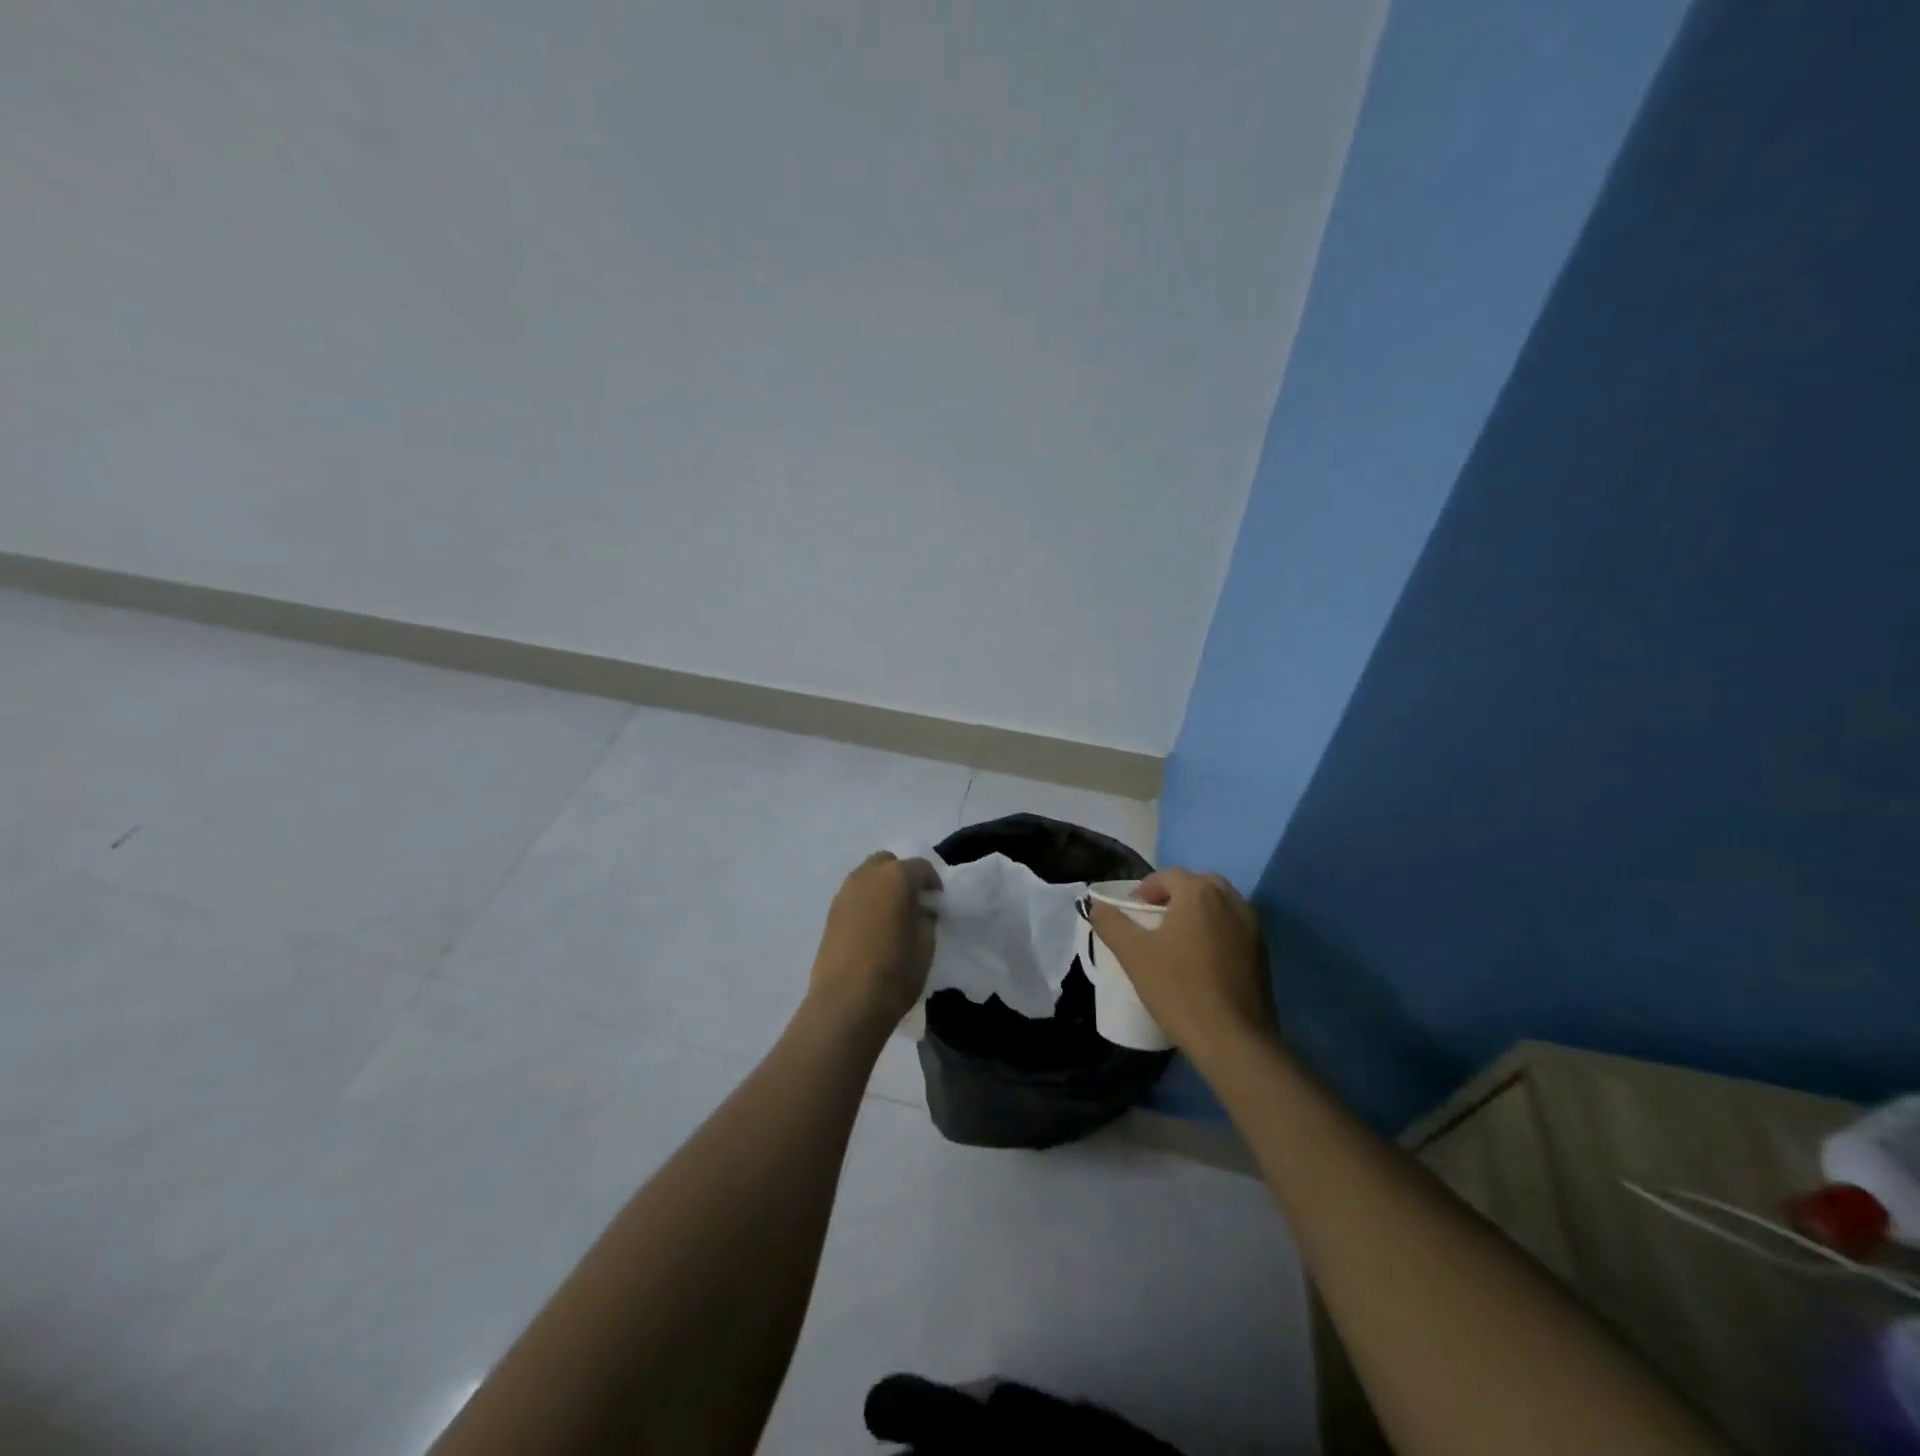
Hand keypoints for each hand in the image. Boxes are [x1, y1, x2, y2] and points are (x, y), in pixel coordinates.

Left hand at [807, 851, 941, 1030]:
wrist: (846, 1003)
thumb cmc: (895, 972)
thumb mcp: (926, 944)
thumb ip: (926, 917)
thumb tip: (921, 910)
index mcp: (896, 877)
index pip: (921, 867)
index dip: (933, 883)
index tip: (937, 903)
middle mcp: (867, 876)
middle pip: (889, 863)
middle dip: (903, 876)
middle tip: (913, 903)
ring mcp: (844, 893)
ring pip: (868, 877)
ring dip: (882, 888)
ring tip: (892, 916)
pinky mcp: (830, 913)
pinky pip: (854, 896)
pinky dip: (866, 903)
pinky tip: (872, 929)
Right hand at [1088, 869, 1274, 1064]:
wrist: (1233, 1040)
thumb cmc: (1178, 989)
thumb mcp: (1133, 954)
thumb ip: (1111, 923)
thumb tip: (1095, 904)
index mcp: (1200, 893)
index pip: (1168, 875)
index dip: (1146, 889)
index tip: (1132, 913)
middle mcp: (1231, 900)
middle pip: (1198, 885)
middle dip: (1174, 896)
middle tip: (1154, 922)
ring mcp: (1253, 927)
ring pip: (1219, 906)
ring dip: (1197, 913)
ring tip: (1177, 942)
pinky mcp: (1263, 954)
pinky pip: (1233, 929)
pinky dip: (1216, 933)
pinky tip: (1201, 962)